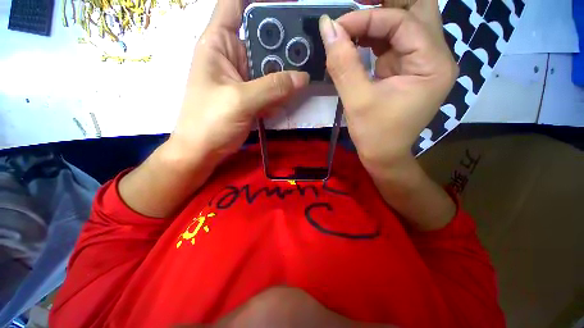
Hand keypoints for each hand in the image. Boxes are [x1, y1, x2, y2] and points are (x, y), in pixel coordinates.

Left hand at [170, 0, 309, 165]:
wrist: (204, 150)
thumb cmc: (210, 123)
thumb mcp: (241, 101)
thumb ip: (273, 87)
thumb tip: (303, 77)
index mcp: (219, 43)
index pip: (234, 5)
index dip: (259, 1)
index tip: (287, 7)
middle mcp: (232, 55)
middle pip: (261, 37)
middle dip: (281, 46)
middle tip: (304, 54)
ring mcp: (244, 77)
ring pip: (270, 65)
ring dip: (283, 74)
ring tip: (295, 83)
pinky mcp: (251, 95)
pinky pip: (270, 86)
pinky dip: (279, 93)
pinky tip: (280, 103)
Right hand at [319, 1, 456, 173]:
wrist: (383, 155)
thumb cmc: (374, 134)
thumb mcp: (357, 100)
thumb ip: (343, 63)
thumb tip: (327, 27)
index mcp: (433, 65)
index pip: (403, 22)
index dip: (368, 17)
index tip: (337, 27)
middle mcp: (435, 58)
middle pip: (417, 12)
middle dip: (384, 9)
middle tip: (355, 13)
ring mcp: (422, 63)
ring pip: (405, 24)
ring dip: (377, 22)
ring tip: (350, 29)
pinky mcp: (408, 70)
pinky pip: (395, 42)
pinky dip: (375, 37)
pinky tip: (357, 42)